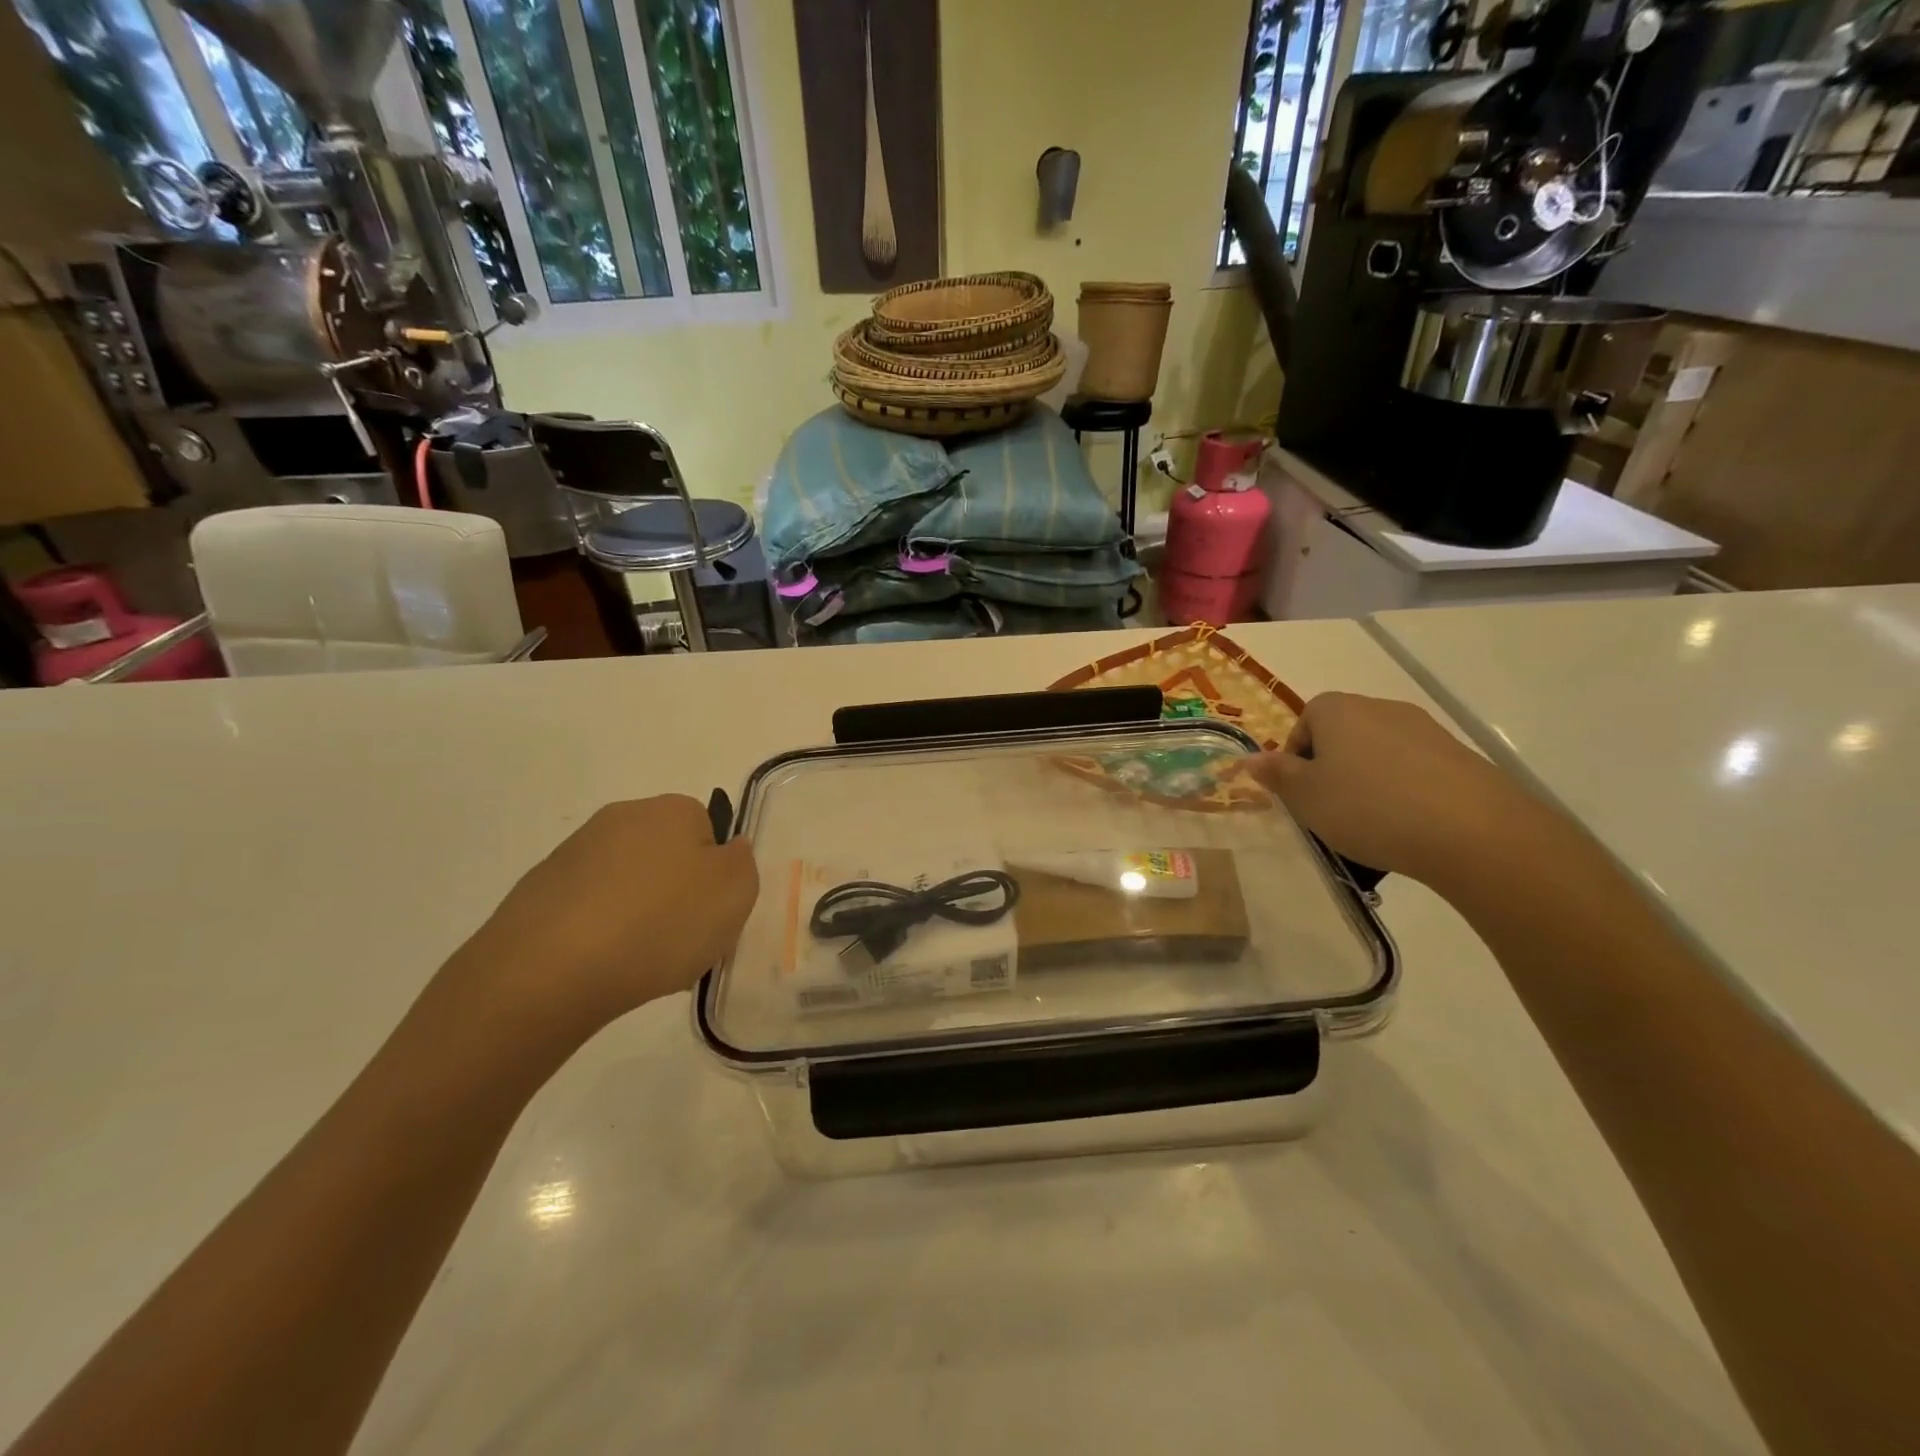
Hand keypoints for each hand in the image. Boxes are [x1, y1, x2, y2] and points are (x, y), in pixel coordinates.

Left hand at [448, 795, 758, 1042]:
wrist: (548, 972)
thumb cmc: (660, 923)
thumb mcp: (736, 891)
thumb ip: (742, 862)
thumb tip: (727, 850)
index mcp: (671, 809)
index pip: (710, 831)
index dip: (716, 874)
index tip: (713, 912)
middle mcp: (621, 817)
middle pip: (667, 856)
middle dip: (677, 894)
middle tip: (684, 940)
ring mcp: (573, 854)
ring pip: (627, 885)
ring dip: (639, 915)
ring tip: (641, 962)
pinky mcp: (537, 893)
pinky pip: (589, 911)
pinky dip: (601, 934)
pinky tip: (602, 967)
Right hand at [1246, 693, 1549, 886]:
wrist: (1471, 830)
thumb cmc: (1366, 807)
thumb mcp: (1304, 797)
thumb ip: (1275, 775)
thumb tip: (1249, 759)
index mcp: (1337, 709)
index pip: (1304, 723)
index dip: (1296, 759)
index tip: (1301, 794)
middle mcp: (1380, 707)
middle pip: (1342, 736)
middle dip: (1332, 769)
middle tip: (1330, 810)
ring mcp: (1425, 729)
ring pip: (1379, 754)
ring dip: (1369, 782)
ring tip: (1372, 825)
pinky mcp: (1460, 756)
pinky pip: (1416, 771)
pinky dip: (1405, 793)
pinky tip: (1409, 827)